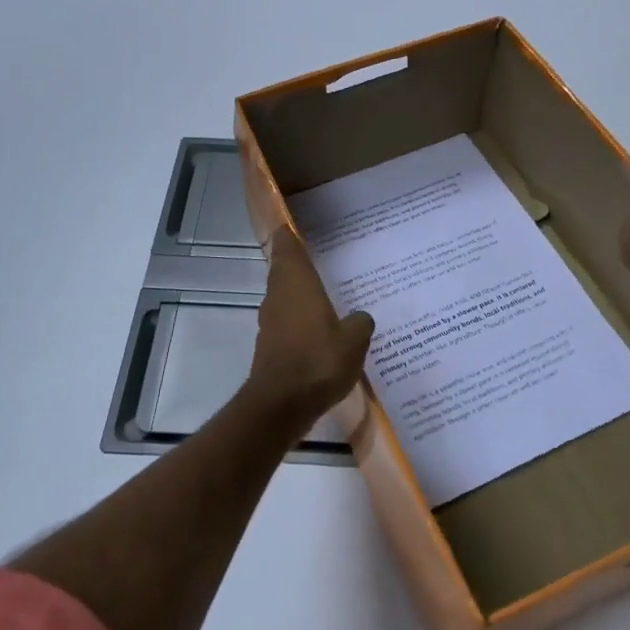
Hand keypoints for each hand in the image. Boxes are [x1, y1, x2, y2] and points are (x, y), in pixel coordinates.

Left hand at [244, 228, 374, 431]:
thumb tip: (360, 317)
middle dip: (295, 263)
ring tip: (322, 292)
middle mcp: (278, 297)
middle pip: (282, 271)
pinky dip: (298, 319)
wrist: (281, 405)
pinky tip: (317, 330)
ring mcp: (270, 323)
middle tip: (317, 255)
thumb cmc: (318, 361)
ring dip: (297, 292)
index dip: (287, 235)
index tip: (291, 224)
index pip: (287, 248)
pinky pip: (285, 322)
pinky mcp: (269, 347)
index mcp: (297, 284)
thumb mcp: (354, 340)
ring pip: (283, 297)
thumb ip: (360, 323)